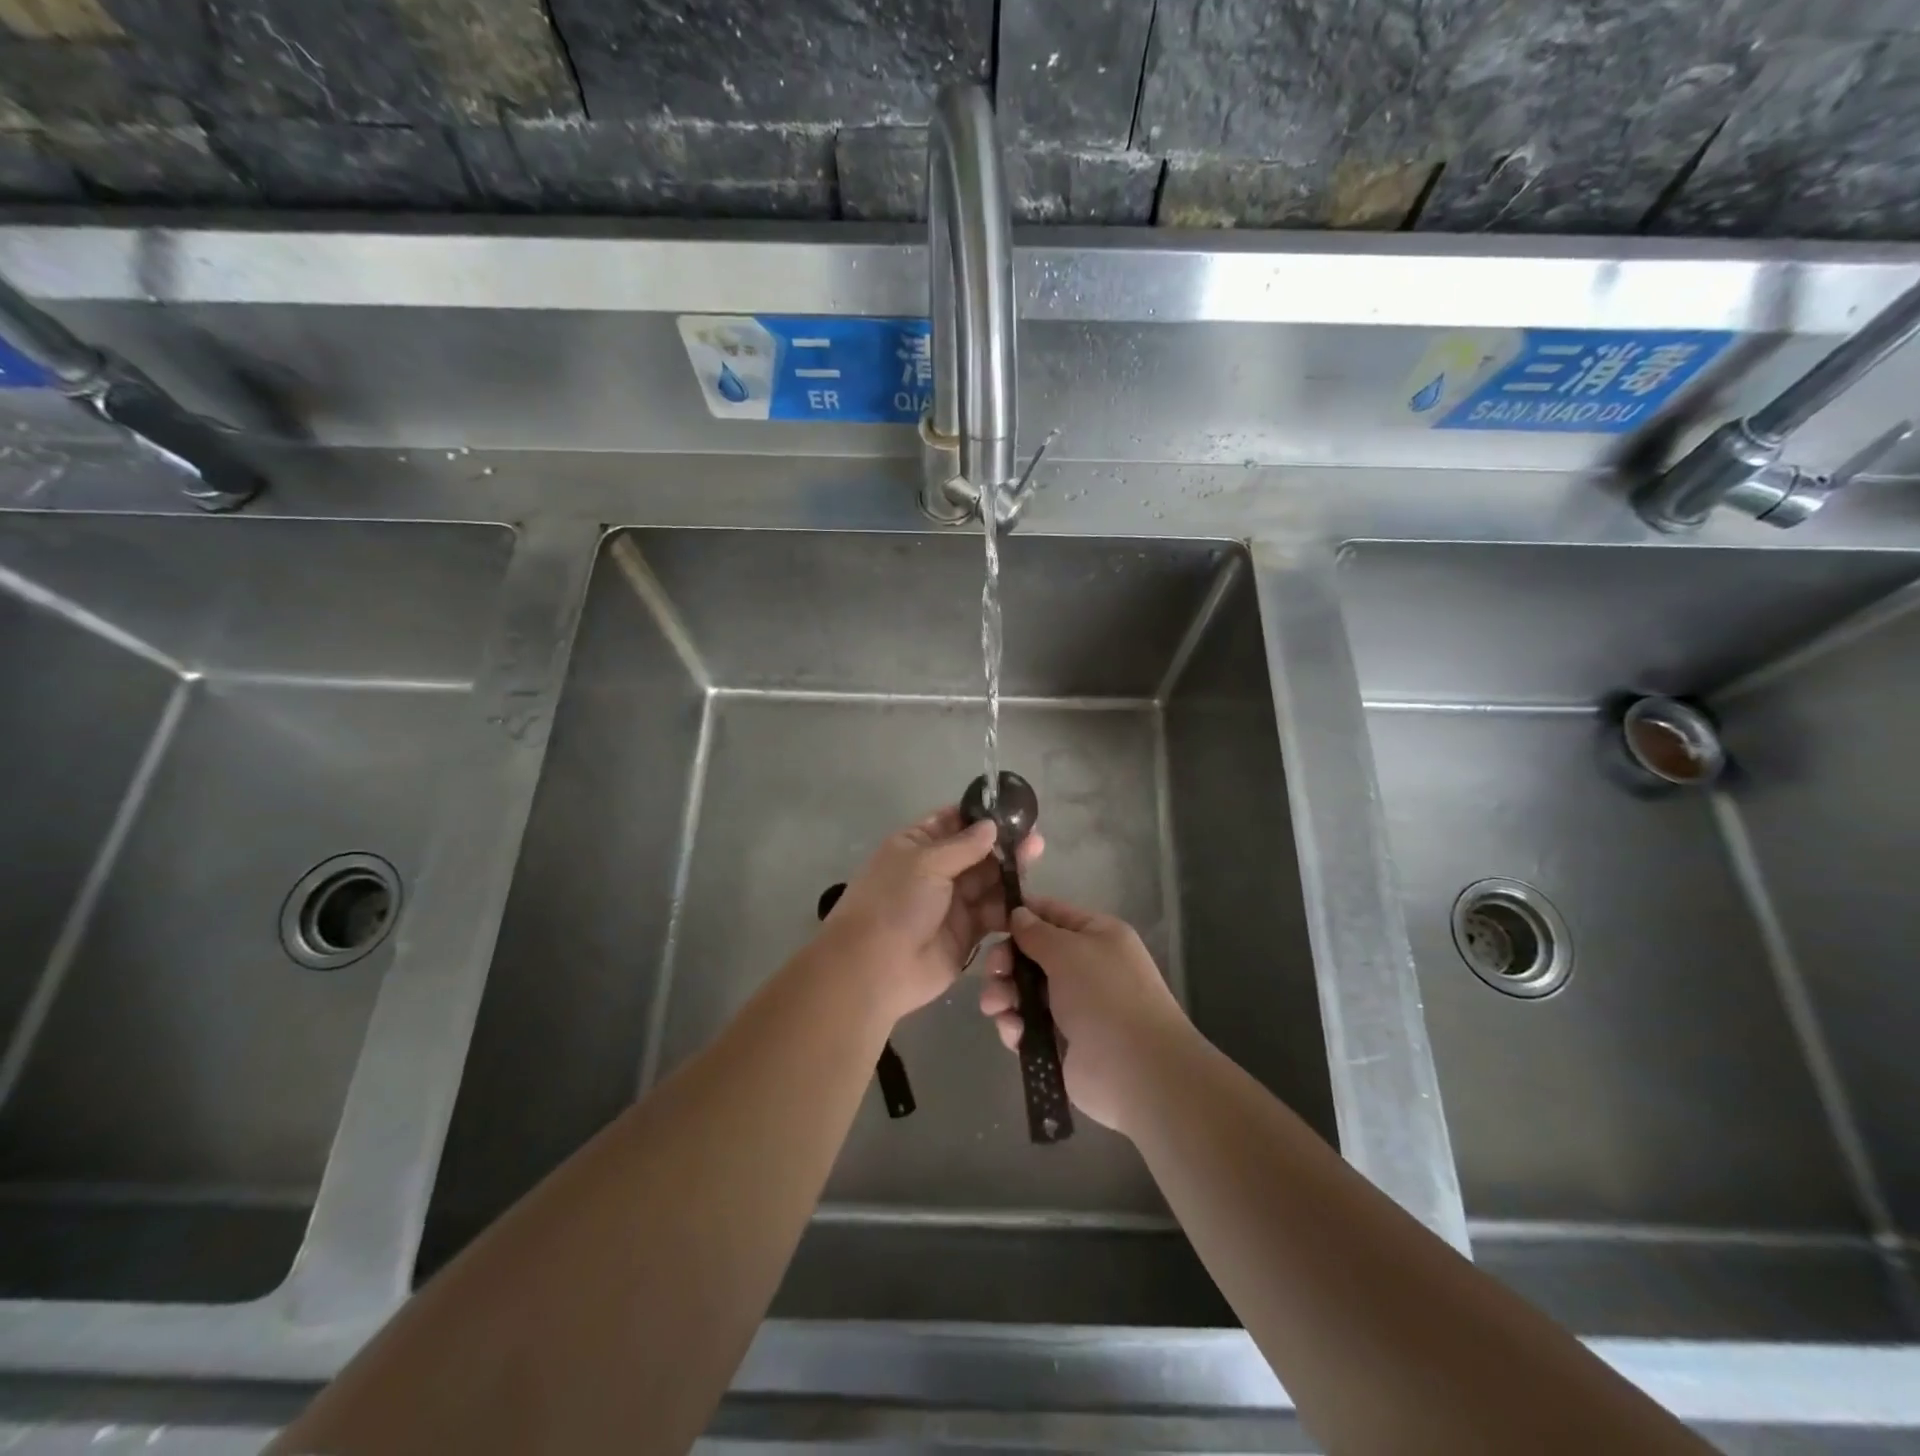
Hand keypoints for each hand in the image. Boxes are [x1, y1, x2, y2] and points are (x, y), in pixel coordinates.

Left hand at [819, 806, 1043, 1025]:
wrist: (877, 968)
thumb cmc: (894, 903)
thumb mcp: (925, 863)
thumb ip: (963, 845)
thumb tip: (991, 825)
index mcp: (916, 846)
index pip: (952, 822)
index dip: (980, 816)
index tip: (1013, 810)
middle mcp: (935, 871)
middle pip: (976, 852)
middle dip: (1003, 845)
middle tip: (1035, 838)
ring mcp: (952, 903)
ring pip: (988, 882)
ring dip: (1010, 872)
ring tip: (1037, 858)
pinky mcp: (967, 933)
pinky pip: (992, 913)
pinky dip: (1009, 906)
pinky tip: (1030, 896)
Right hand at [979, 895, 1192, 1133]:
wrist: (1137, 1072)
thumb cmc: (1105, 996)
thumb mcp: (1069, 951)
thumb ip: (1037, 932)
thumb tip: (1018, 914)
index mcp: (1096, 936)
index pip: (1052, 914)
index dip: (1021, 915)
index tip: (990, 922)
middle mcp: (1085, 967)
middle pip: (1031, 954)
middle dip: (1006, 962)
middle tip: (994, 973)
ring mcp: (1072, 1006)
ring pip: (1024, 991)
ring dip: (1004, 995)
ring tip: (995, 1008)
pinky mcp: (1060, 1042)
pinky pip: (1026, 1025)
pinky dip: (1015, 1026)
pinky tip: (1014, 1033)